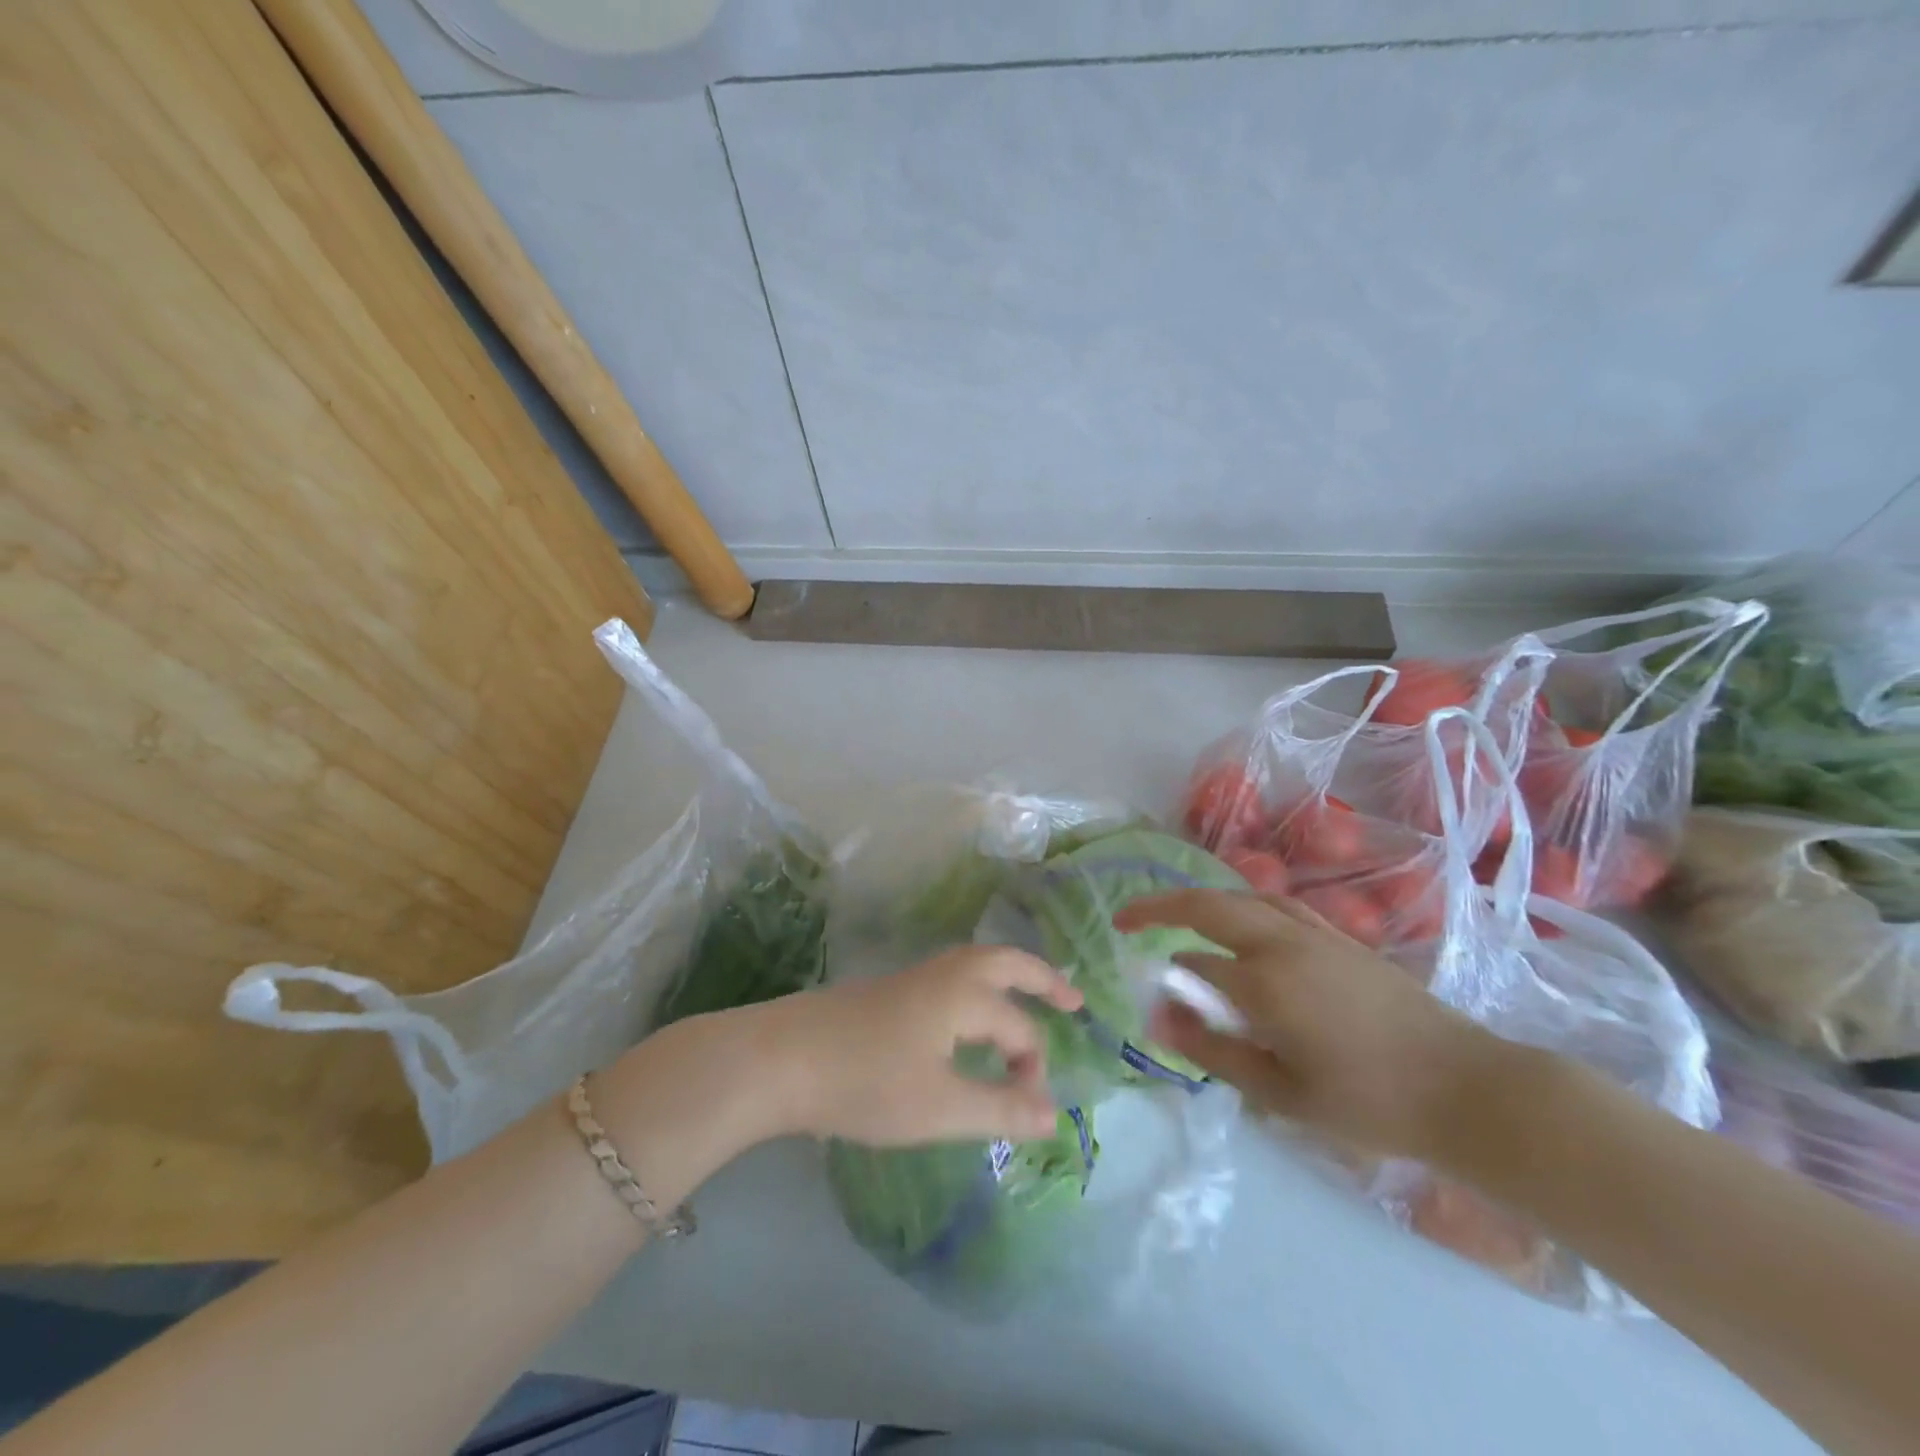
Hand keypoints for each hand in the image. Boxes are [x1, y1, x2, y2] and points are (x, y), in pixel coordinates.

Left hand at [768, 946, 1083, 1144]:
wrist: (780, 1059)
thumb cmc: (866, 1083)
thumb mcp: (940, 1107)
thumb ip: (1000, 1109)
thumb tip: (1055, 1114)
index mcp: (964, 994)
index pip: (1020, 1029)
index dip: (1033, 1069)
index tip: (1030, 1111)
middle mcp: (944, 974)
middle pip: (1006, 961)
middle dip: (1042, 978)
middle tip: (1073, 999)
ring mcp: (913, 978)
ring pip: (975, 965)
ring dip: (1009, 979)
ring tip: (1027, 1003)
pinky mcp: (888, 991)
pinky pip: (951, 978)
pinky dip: (978, 988)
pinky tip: (967, 1022)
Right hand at [1115, 890, 1501, 1159]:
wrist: (1468, 1090)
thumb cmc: (1370, 1103)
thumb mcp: (1281, 1093)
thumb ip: (1213, 1050)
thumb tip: (1157, 1017)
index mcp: (1264, 980)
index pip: (1195, 967)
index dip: (1169, 984)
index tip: (1154, 1003)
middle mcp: (1283, 943)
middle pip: (1208, 904)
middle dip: (1160, 905)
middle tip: (1128, 917)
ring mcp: (1316, 934)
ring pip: (1243, 897)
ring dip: (1202, 901)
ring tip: (1179, 917)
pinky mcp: (1343, 939)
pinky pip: (1278, 906)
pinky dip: (1244, 905)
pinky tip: (1245, 924)